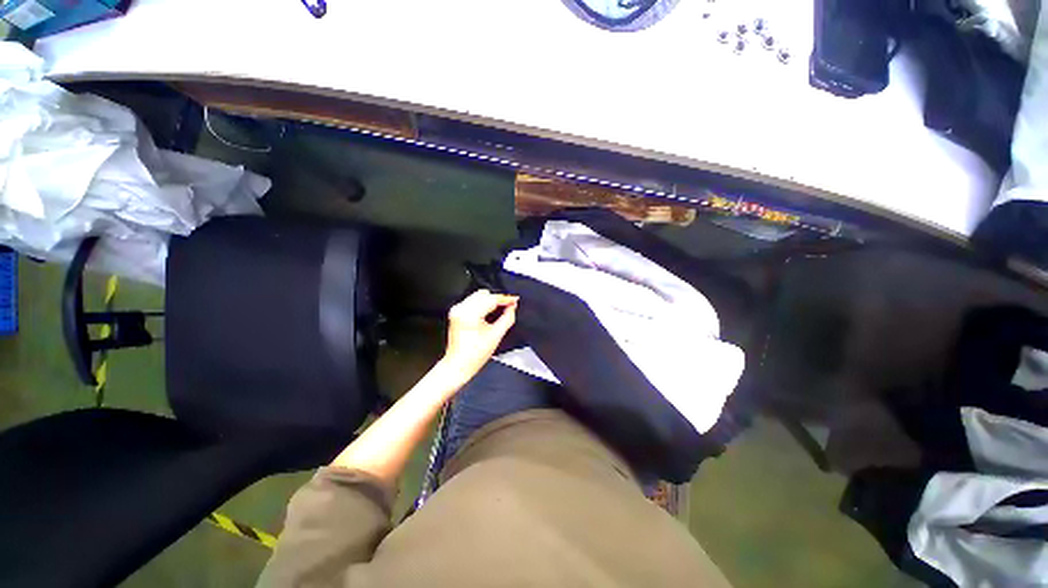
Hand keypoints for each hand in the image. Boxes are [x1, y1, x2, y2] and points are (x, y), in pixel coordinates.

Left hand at [441, 289, 517, 382]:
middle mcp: (461, 309)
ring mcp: (457, 310)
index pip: (491, 299)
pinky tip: (489, 312)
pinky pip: (472, 301)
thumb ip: (507, 318)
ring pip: (478, 296)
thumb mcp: (496, 335)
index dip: (505, 299)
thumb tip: (512, 307)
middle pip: (484, 294)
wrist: (458, 364)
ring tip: (500, 309)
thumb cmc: (475, 355)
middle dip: (497, 299)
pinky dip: (482, 304)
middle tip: (509, 306)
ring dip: (490, 301)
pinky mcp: (456, 312)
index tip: (515, 300)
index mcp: (470, 314)